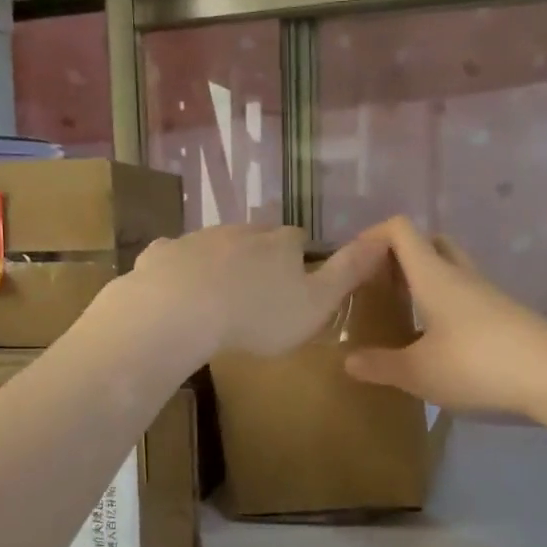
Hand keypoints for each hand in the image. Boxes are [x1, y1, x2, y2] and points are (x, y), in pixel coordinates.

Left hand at [125, 224, 387, 358]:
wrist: (181, 312)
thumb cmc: (258, 315)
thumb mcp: (316, 303)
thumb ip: (348, 272)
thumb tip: (384, 237)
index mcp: (280, 243)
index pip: (297, 240)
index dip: (298, 258)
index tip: (295, 281)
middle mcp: (241, 231)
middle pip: (256, 237)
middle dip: (259, 255)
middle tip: (257, 289)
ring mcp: (198, 239)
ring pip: (216, 244)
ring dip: (220, 262)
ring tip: (218, 295)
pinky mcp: (163, 254)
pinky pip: (174, 256)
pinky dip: (178, 268)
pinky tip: (175, 290)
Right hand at [344, 217, 546, 417]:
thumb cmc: (477, 364)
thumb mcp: (418, 372)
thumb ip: (380, 365)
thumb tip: (349, 361)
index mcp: (433, 276)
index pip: (400, 230)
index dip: (372, 236)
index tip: (352, 264)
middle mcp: (461, 276)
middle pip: (430, 243)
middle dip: (401, 256)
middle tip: (382, 286)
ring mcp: (488, 295)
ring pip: (451, 271)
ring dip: (425, 282)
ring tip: (404, 315)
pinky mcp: (506, 317)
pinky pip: (467, 297)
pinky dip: (446, 306)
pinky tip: (439, 342)